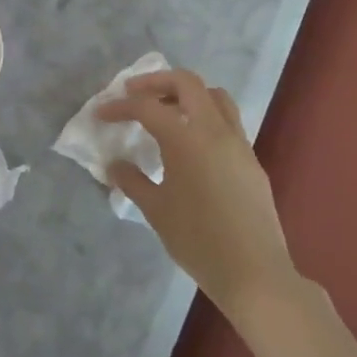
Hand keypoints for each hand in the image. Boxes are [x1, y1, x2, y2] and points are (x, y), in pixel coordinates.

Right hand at [97, 69, 302, 321]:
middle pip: (187, 82)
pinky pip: (227, 122)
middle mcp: (215, 131)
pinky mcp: (252, 161)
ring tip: (166, 110)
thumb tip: (116, 165)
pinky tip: (191, 144)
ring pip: (214, 97)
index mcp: (187, 138)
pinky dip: (204, 117)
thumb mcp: (156, 211)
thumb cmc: (198, 241)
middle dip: (156, 82)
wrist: (255, 275)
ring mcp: (239, 144)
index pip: (147, 107)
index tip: (101, 113)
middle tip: (134, 94)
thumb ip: (132, 181)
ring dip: (187, 94)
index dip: (120, 106)